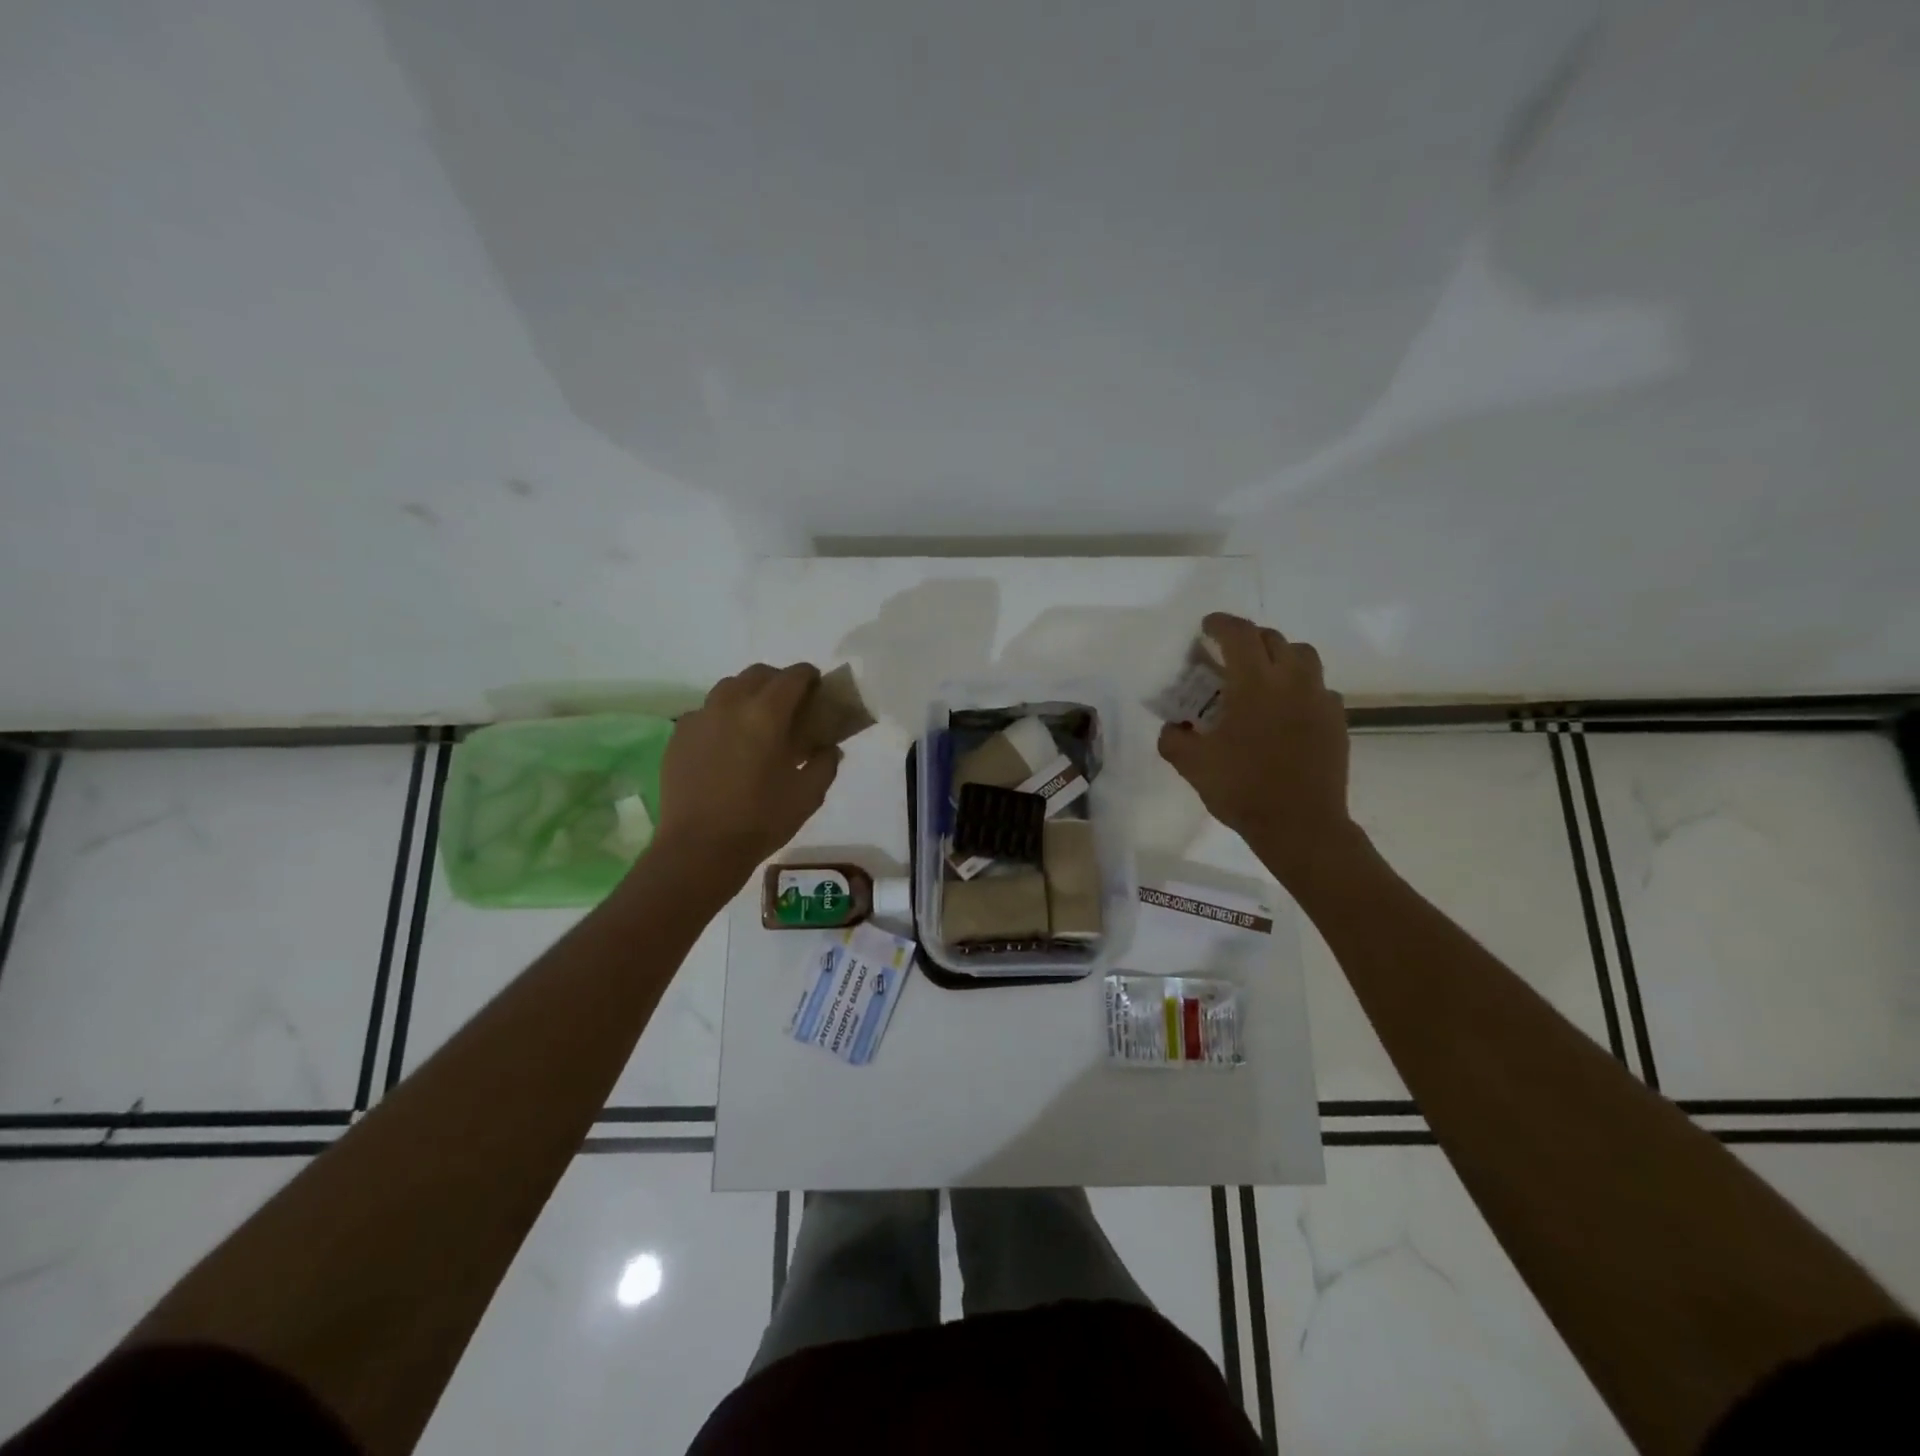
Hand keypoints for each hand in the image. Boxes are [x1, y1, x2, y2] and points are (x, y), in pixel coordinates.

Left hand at [653, 663, 841, 885]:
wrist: (699, 847)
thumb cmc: (760, 820)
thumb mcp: (808, 795)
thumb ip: (824, 764)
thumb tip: (828, 748)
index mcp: (767, 714)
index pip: (793, 676)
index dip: (809, 676)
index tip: (818, 688)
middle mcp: (731, 704)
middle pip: (758, 674)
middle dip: (778, 681)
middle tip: (790, 705)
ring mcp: (699, 717)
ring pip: (727, 688)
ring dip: (748, 693)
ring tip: (756, 721)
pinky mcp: (679, 735)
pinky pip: (705, 712)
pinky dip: (722, 716)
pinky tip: (727, 743)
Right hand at [1157, 614, 1358, 887]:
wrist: (1301, 826)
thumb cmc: (1242, 789)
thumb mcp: (1192, 765)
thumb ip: (1173, 739)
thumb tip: (1172, 727)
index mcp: (1255, 683)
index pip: (1239, 634)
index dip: (1220, 624)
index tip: (1206, 627)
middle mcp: (1292, 681)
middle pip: (1273, 639)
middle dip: (1248, 639)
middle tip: (1228, 656)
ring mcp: (1320, 699)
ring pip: (1303, 657)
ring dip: (1279, 657)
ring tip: (1262, 677)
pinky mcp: (1337, 721)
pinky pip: (1318, 688)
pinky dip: (1299, 687)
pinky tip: (1285, 711)